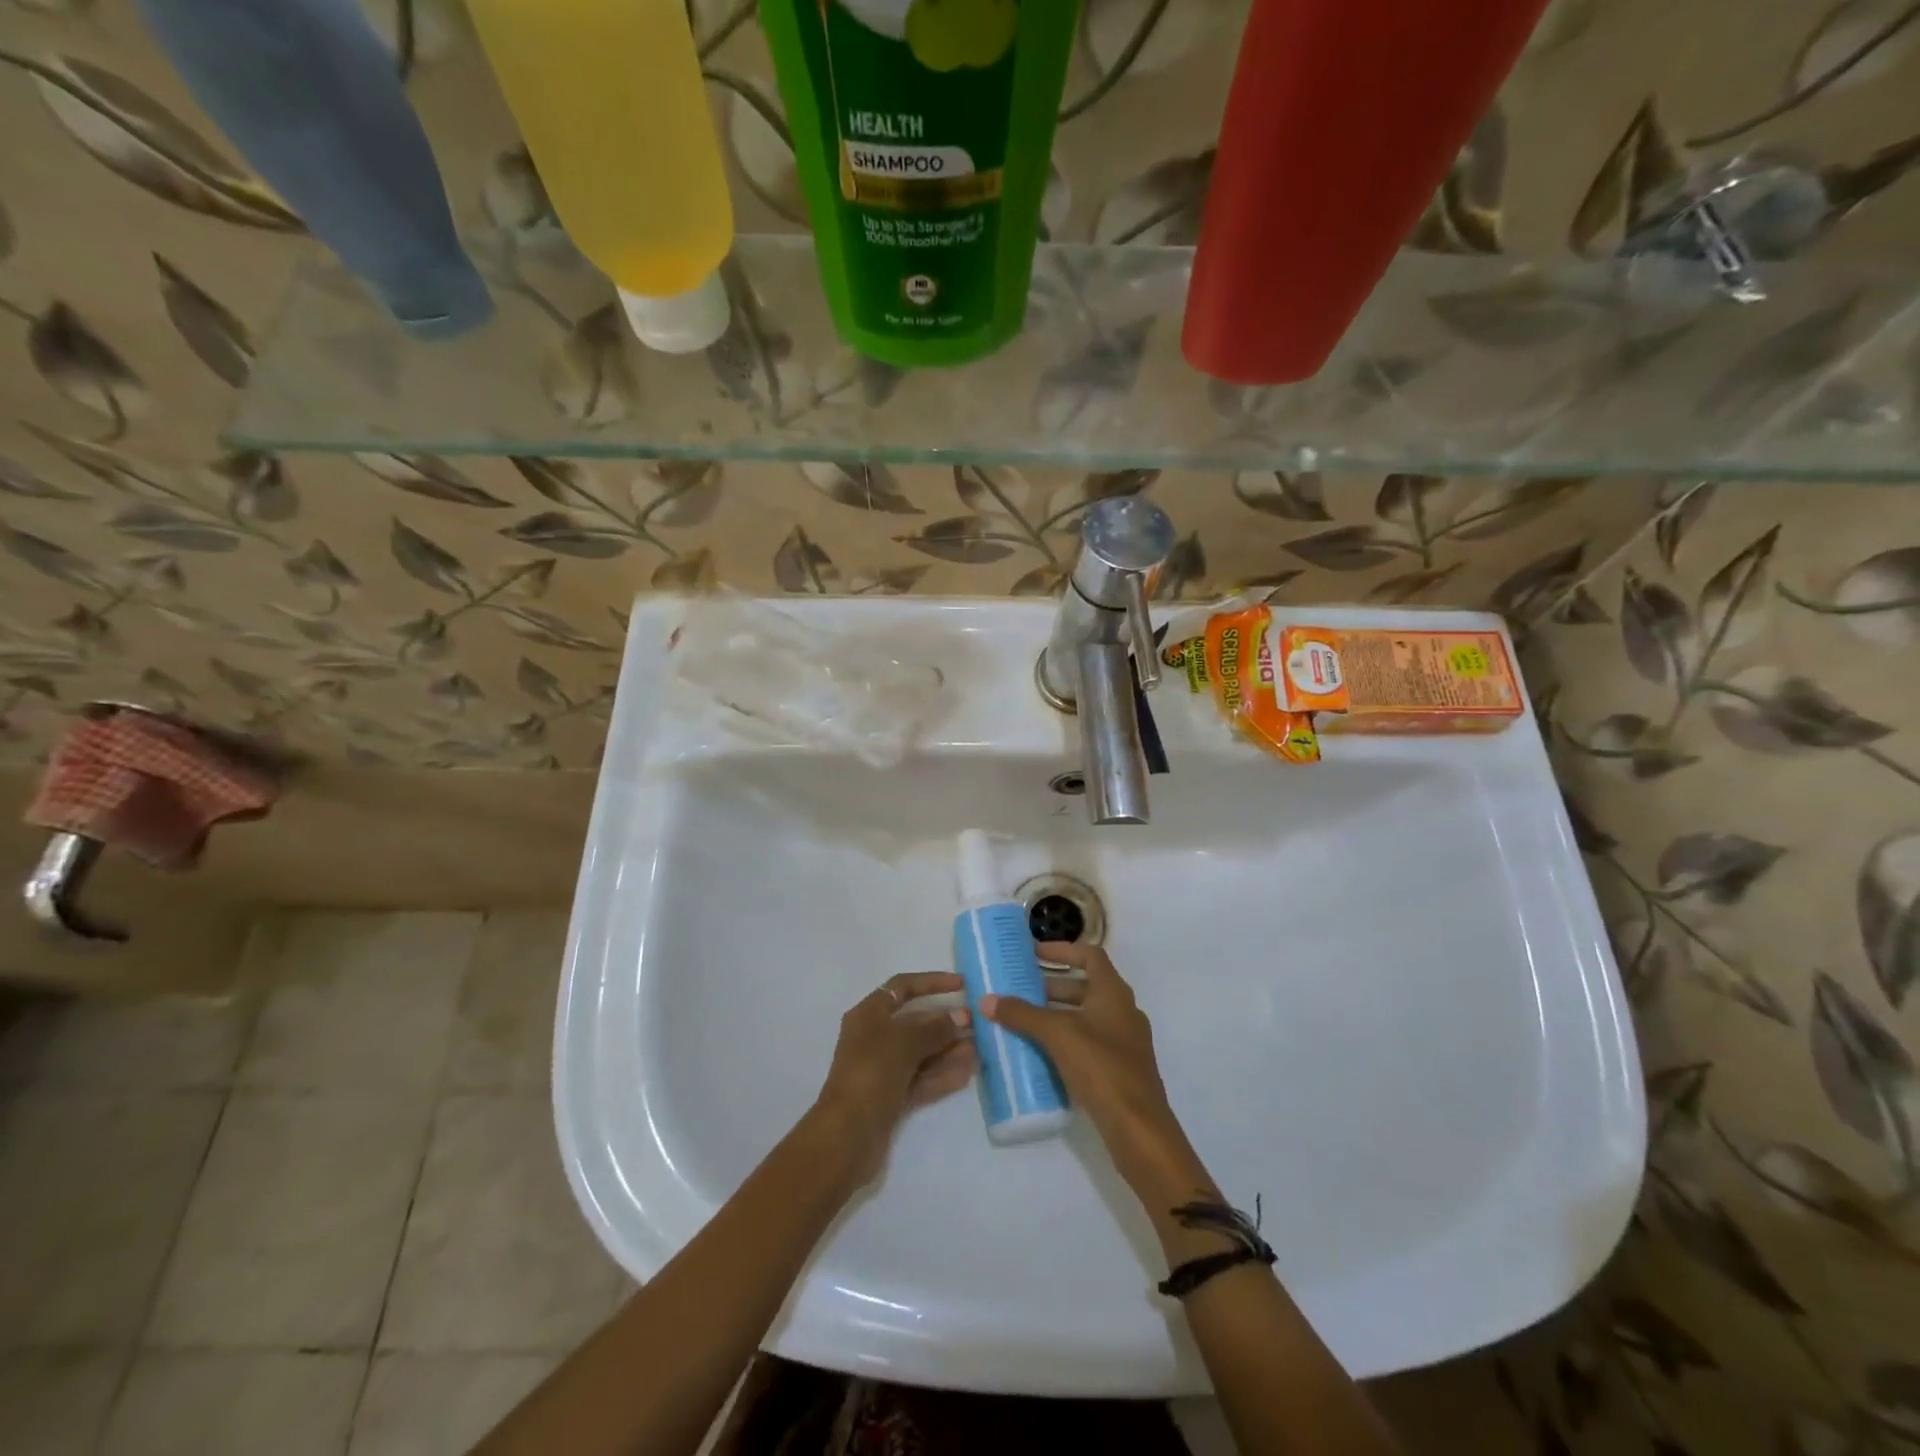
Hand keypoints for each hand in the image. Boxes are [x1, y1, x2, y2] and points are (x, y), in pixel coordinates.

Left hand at [812, 972, 975, 1184]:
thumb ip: (935, 1028)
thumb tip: (962, 1017)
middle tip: (977, 1024)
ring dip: (949, 1049)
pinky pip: (922, 1078)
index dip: (932, 982)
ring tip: (979, 1049)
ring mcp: (883, 1069)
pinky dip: (943, 1074)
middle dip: (946, 1022)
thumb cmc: (871, 1073)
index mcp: (868, 1014)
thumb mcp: (904, 1042)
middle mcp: (874, 1038)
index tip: (962, 985)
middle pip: (915, 1022)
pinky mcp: (892, 1096)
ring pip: (922, 1052)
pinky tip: (967, 1071)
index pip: (902, 987)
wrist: (848, 1136)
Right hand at [980, 943, 1211, 1202]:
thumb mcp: (1057, 1035)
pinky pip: (1087, 1042)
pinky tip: (1040, 1052)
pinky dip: (1064, 1039)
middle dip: (1051, 985)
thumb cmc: (1101, 1068)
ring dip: (1056, 1014)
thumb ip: (1021, 1015)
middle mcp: (1122, 1011)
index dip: (1062, 950)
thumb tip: (986, 1000)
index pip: (1090, 955)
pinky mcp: (1118, 1069)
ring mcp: (1123, 1042)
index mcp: (1114, 992)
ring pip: (1085, 1016)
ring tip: (1022, 1019)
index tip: (1033, 953)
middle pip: (1085, 986)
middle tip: (1019, 989)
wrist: (1138, 1129)